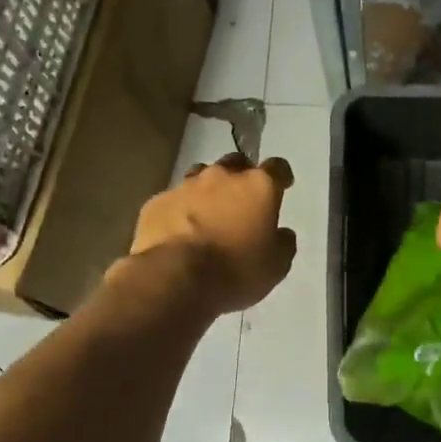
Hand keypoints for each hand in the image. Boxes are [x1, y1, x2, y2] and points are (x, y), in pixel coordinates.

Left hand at [126, 152, 296, 315]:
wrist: (174, 277)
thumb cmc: (235, 270)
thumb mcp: (275, 266)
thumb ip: (283, 244)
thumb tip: (283, 233)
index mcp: (258, 187)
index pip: (277, 167)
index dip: (281, 175)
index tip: (283, 185)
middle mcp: (222, 177)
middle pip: (236, 164)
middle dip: (241, 177)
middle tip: (241, 200)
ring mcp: (186, 186)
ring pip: (201, 176)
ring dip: (208, 190)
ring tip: (208, 214)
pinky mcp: (157, 202)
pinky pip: (173, 200)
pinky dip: (180, 210)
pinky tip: (179, 231)